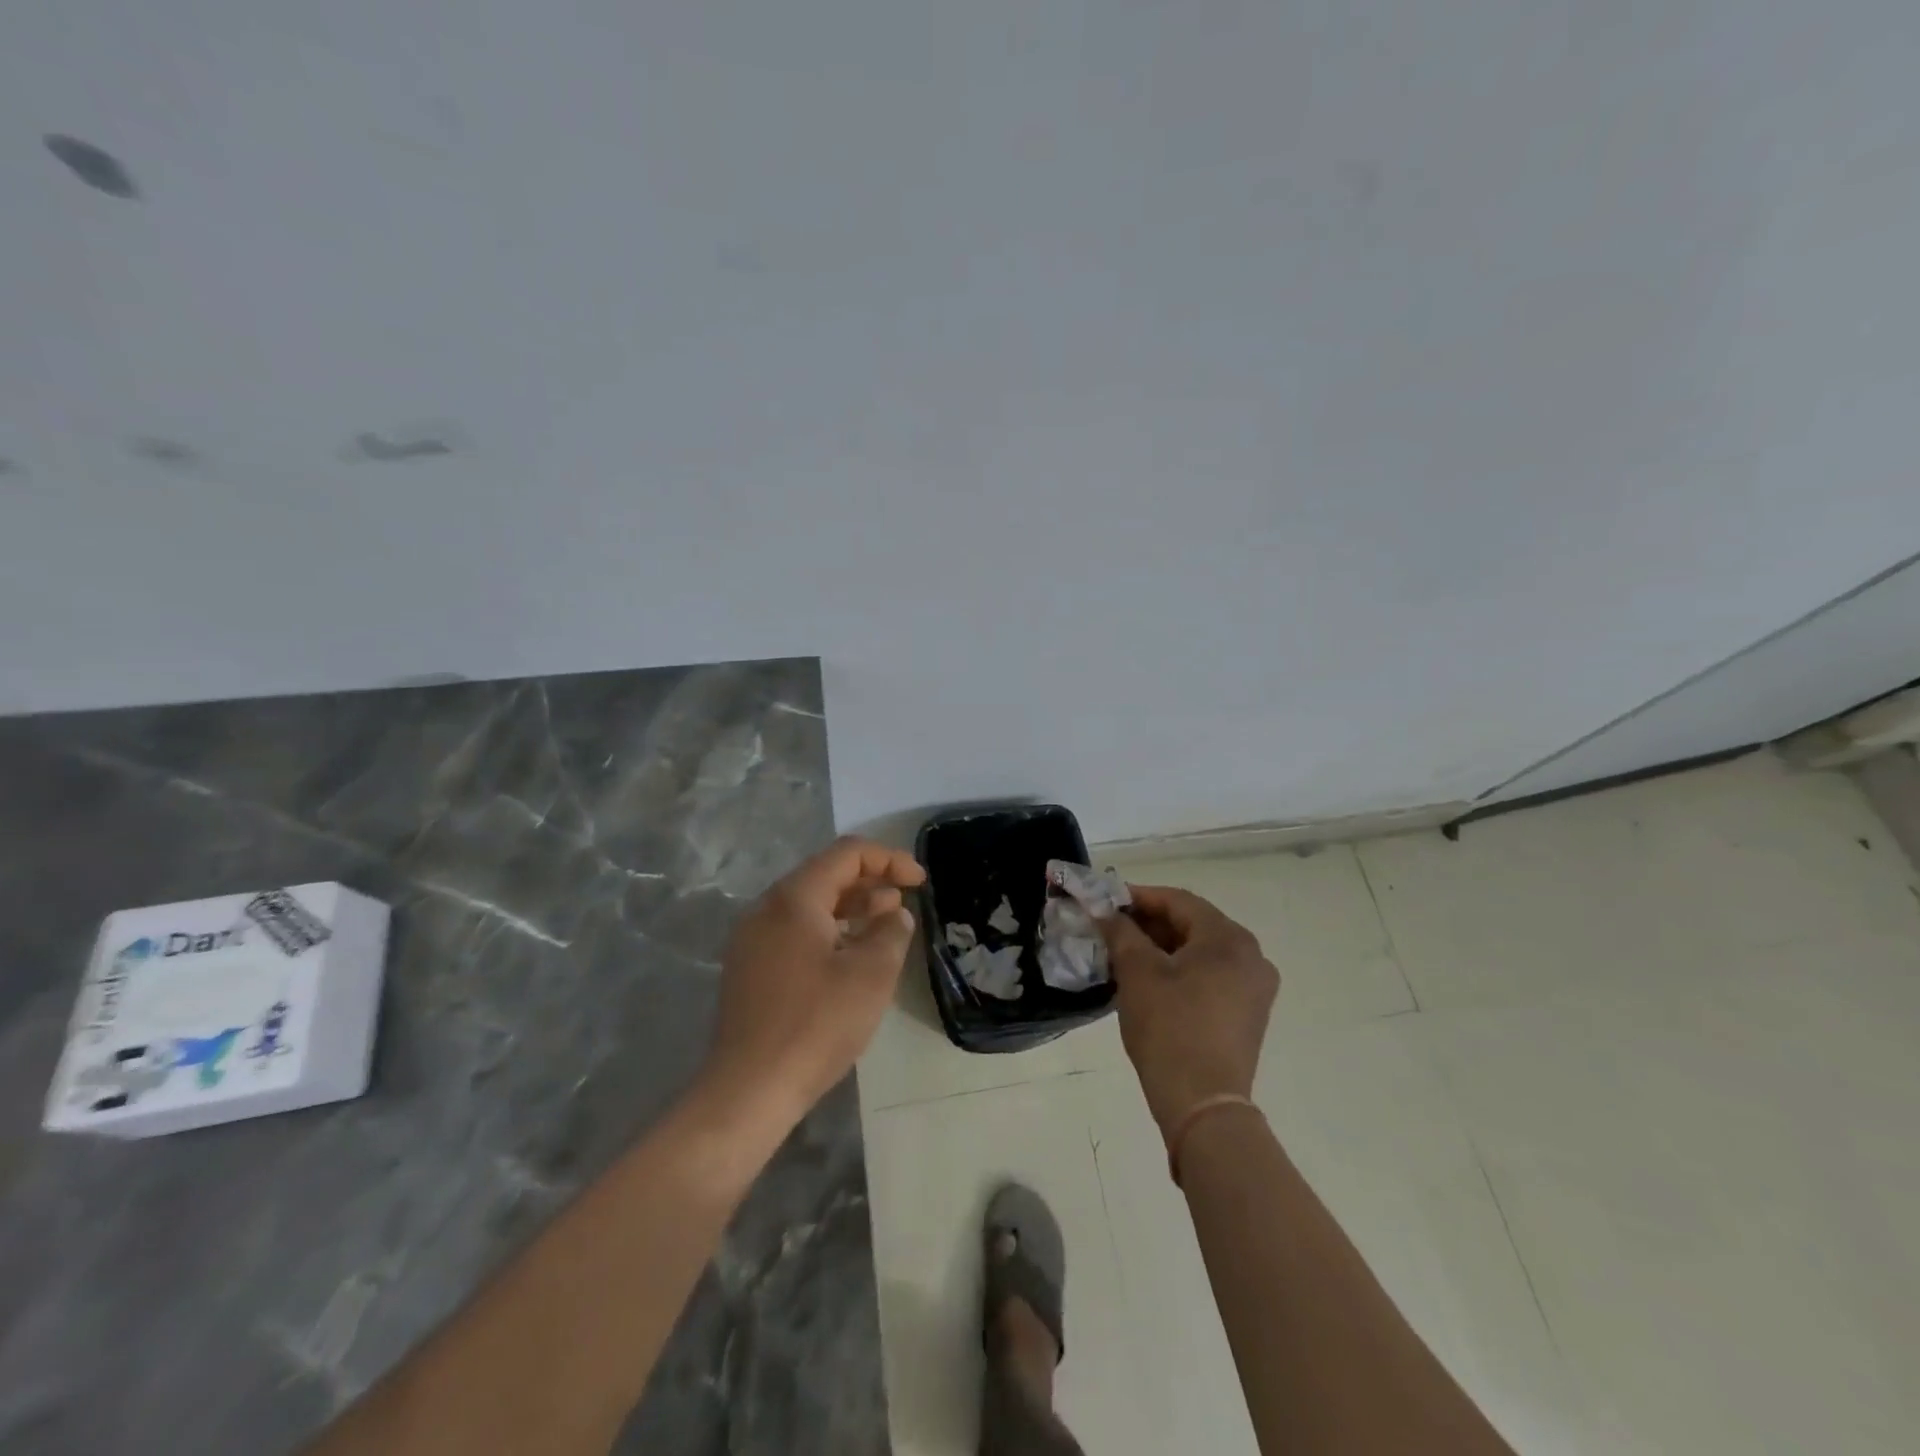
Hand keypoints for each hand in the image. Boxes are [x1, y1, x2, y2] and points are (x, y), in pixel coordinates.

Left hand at [703, 837, 925, 1124]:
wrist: (748, 1090)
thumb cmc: (816, 1024)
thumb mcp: (871, 974)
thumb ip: (891, 932)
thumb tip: (895, 914)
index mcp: (794, 898)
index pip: (847, 853)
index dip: (889, 859)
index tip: (920, 881)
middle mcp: (767, 908)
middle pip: (826, 874)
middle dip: (871, 882)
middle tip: (905, 904)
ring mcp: (753, 939)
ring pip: (810, 905)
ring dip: (852, 908)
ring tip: (885, 927)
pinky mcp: (750, 969)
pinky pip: (796, 931)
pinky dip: (830, 931)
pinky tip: (851, 957)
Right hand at [1098, 885, 1278, 1138]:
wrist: (1202, 1104)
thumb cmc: (1169, 1027)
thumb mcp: (1137, 972)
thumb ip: (1120, 931)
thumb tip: (1105, 911)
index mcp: (1230, 938)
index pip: (1179, 901)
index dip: (1139, 896)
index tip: (1106, 901)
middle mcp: (1252, 956)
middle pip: (1193, 924)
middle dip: (1150, 923)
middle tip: (1112, 927)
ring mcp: (1255, 988)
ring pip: (1202, 952)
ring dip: (1163, 947)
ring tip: (1125, 953)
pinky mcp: (1249, 1014)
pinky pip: (1211, 976)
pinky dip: (1181, 970)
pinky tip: (1151, 980)